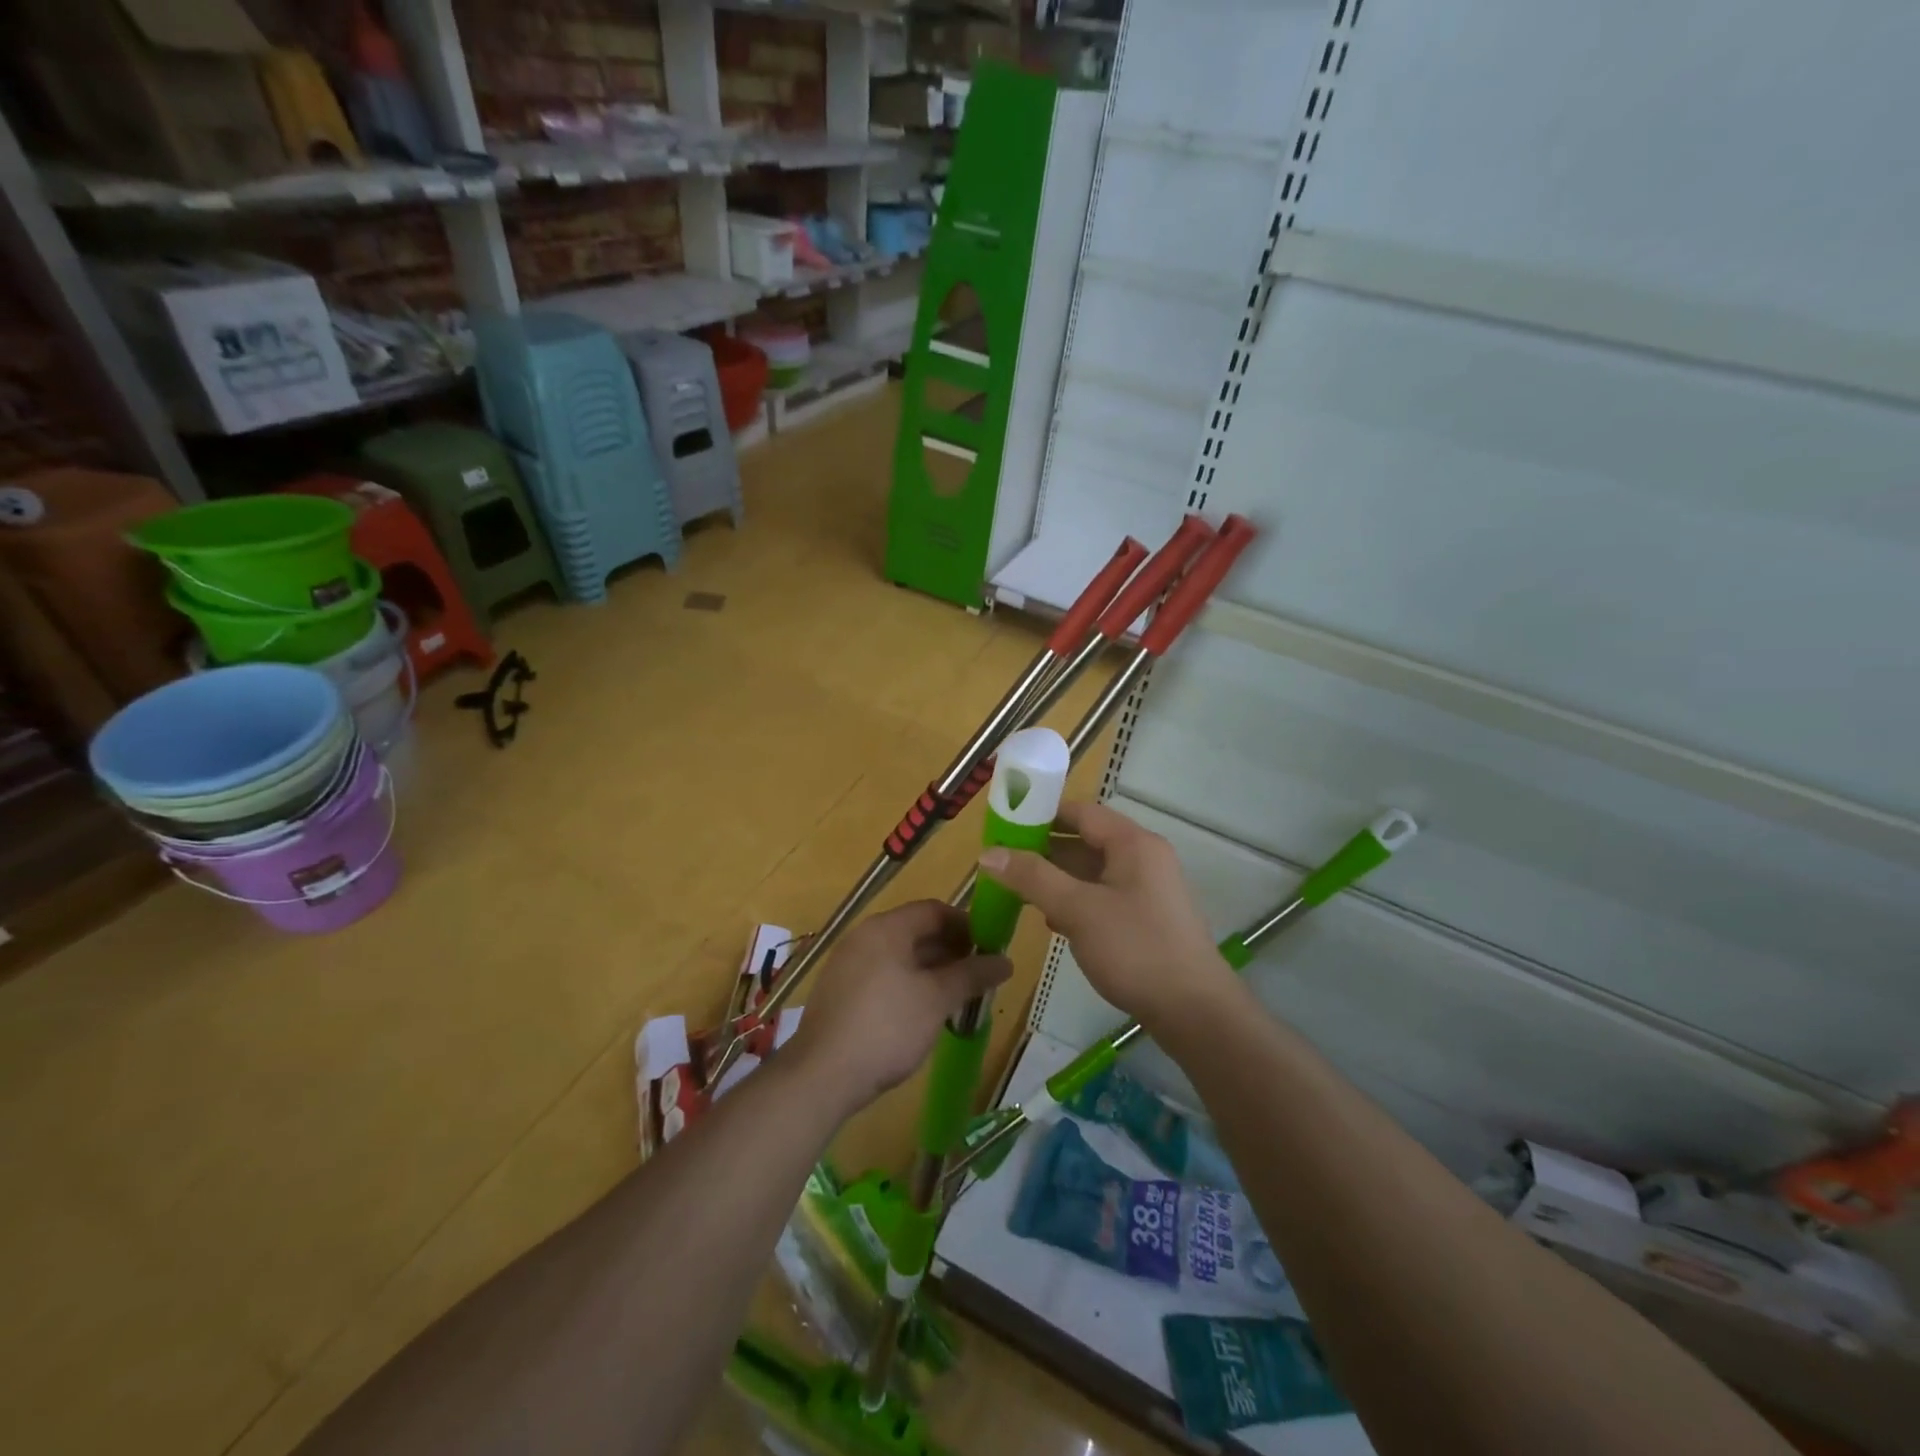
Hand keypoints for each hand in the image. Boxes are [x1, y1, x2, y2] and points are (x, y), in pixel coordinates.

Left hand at [787, 900, 1010, 1113]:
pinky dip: (909, 986)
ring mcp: (848, 965)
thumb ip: (972, 975)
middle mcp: (864, 937)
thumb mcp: (937, 999)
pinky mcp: (840, 994)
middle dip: (951, 951)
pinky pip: (883, 977)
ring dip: (932, 971)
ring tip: (959, 997)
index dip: (966, 924)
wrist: (822, 1075)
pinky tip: (925, 1014)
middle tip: (980, 975)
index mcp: (887, 928)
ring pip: (900, 957)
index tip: (991, 946)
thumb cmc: (887, 1026)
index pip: (934, 910)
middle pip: (916, 932)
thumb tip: (1006, 961)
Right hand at [977, 801, 1226, 1025]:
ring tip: (1016, 889)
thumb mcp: (1078, 910)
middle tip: (1002, 861)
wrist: (1194, 1011)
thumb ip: (1033, 877)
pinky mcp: (1145, 917)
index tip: (1004, 825)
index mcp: (1133, 843)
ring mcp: (1146, 889)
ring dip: (1056, 877)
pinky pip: (1102, 895)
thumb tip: (987, 852)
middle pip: (1085, 840)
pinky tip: (1050, 918)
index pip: (1081, 812)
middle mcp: (1143, 858)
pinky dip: (1075, 900)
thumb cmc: (1136, 949)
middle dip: (1044, 849)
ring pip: (1092, 871)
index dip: (1041, 813)